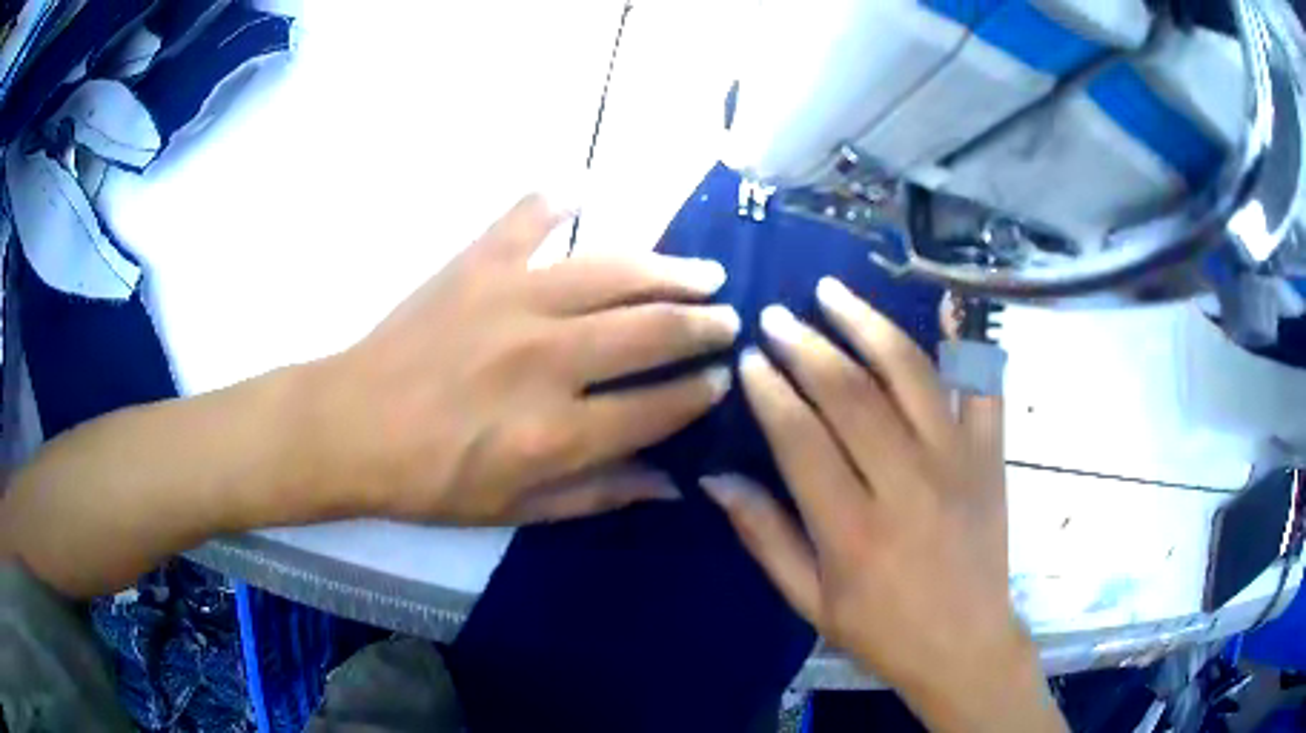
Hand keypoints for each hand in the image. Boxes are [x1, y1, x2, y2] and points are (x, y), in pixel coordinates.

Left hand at [314, 194, 738, 524]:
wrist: (351, 428)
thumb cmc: (431, 480)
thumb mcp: (516, 510)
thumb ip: (599, 494)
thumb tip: (672, 482)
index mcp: (557, 432)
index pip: (660, 406)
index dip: (701, 393)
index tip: (722, 380)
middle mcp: (547, 358)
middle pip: (652, 329)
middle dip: (704, 324)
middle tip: (728, 319)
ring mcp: (512, 299)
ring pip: (614, 271)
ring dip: (669, 270)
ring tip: (704, 271)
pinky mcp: (476, 264)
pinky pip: (528, 217)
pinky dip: (557, 197)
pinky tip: (585, 187)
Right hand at [701, 280, 1064, 731]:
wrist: (966, 645)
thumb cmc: (882, 632)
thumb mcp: (809, 601)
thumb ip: (763, 536)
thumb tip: (714, 478)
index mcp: (853, 530)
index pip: (801, 438)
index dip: (770, 390)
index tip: (748, 356)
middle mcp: (906, 484)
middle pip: (851, 394)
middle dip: (806, 346)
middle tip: (776, 316)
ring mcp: (957, 462)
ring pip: (910, 373)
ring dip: (867, 325)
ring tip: (833, 292)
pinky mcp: (990, 456)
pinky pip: (982, 385)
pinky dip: (964, 340)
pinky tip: (942, 304)